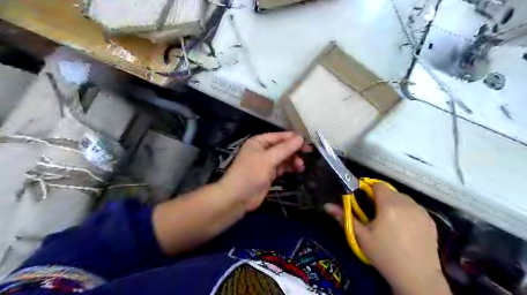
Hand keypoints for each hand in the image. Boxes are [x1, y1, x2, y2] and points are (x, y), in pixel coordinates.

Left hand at [219, 133, 309, 211]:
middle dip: (294, 150)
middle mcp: (262, 150)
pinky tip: (298, 169)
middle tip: (309, 153)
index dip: (293, 138)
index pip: (279, 136)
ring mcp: (266, 162)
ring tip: (301, 165)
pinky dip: (290, 167)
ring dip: (293, 160)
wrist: (238, 197)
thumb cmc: (251, 173)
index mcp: (259, 142)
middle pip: (282, 147)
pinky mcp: (269, 174)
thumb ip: (285, 148)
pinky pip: (282, 167)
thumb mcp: (269, 159)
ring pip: (283, 158)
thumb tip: (301, 138)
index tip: (307, 142)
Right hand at [323, 183, 450, 293]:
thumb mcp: (361, 236)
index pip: (378, 185)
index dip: (369, 190)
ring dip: (394, 204)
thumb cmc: (384, 255)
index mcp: (389, 205)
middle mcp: (407, 204)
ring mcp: (421, 212)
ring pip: (403, 198)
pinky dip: (407, 211)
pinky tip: (404, 228)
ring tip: (390, 222)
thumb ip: (344, 217)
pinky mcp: (431, 220)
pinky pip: (414, 208)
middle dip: (381, 198)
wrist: (417, 277)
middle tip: (375, 215)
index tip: (365, 202)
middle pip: (390, 191)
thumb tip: (326, 205)